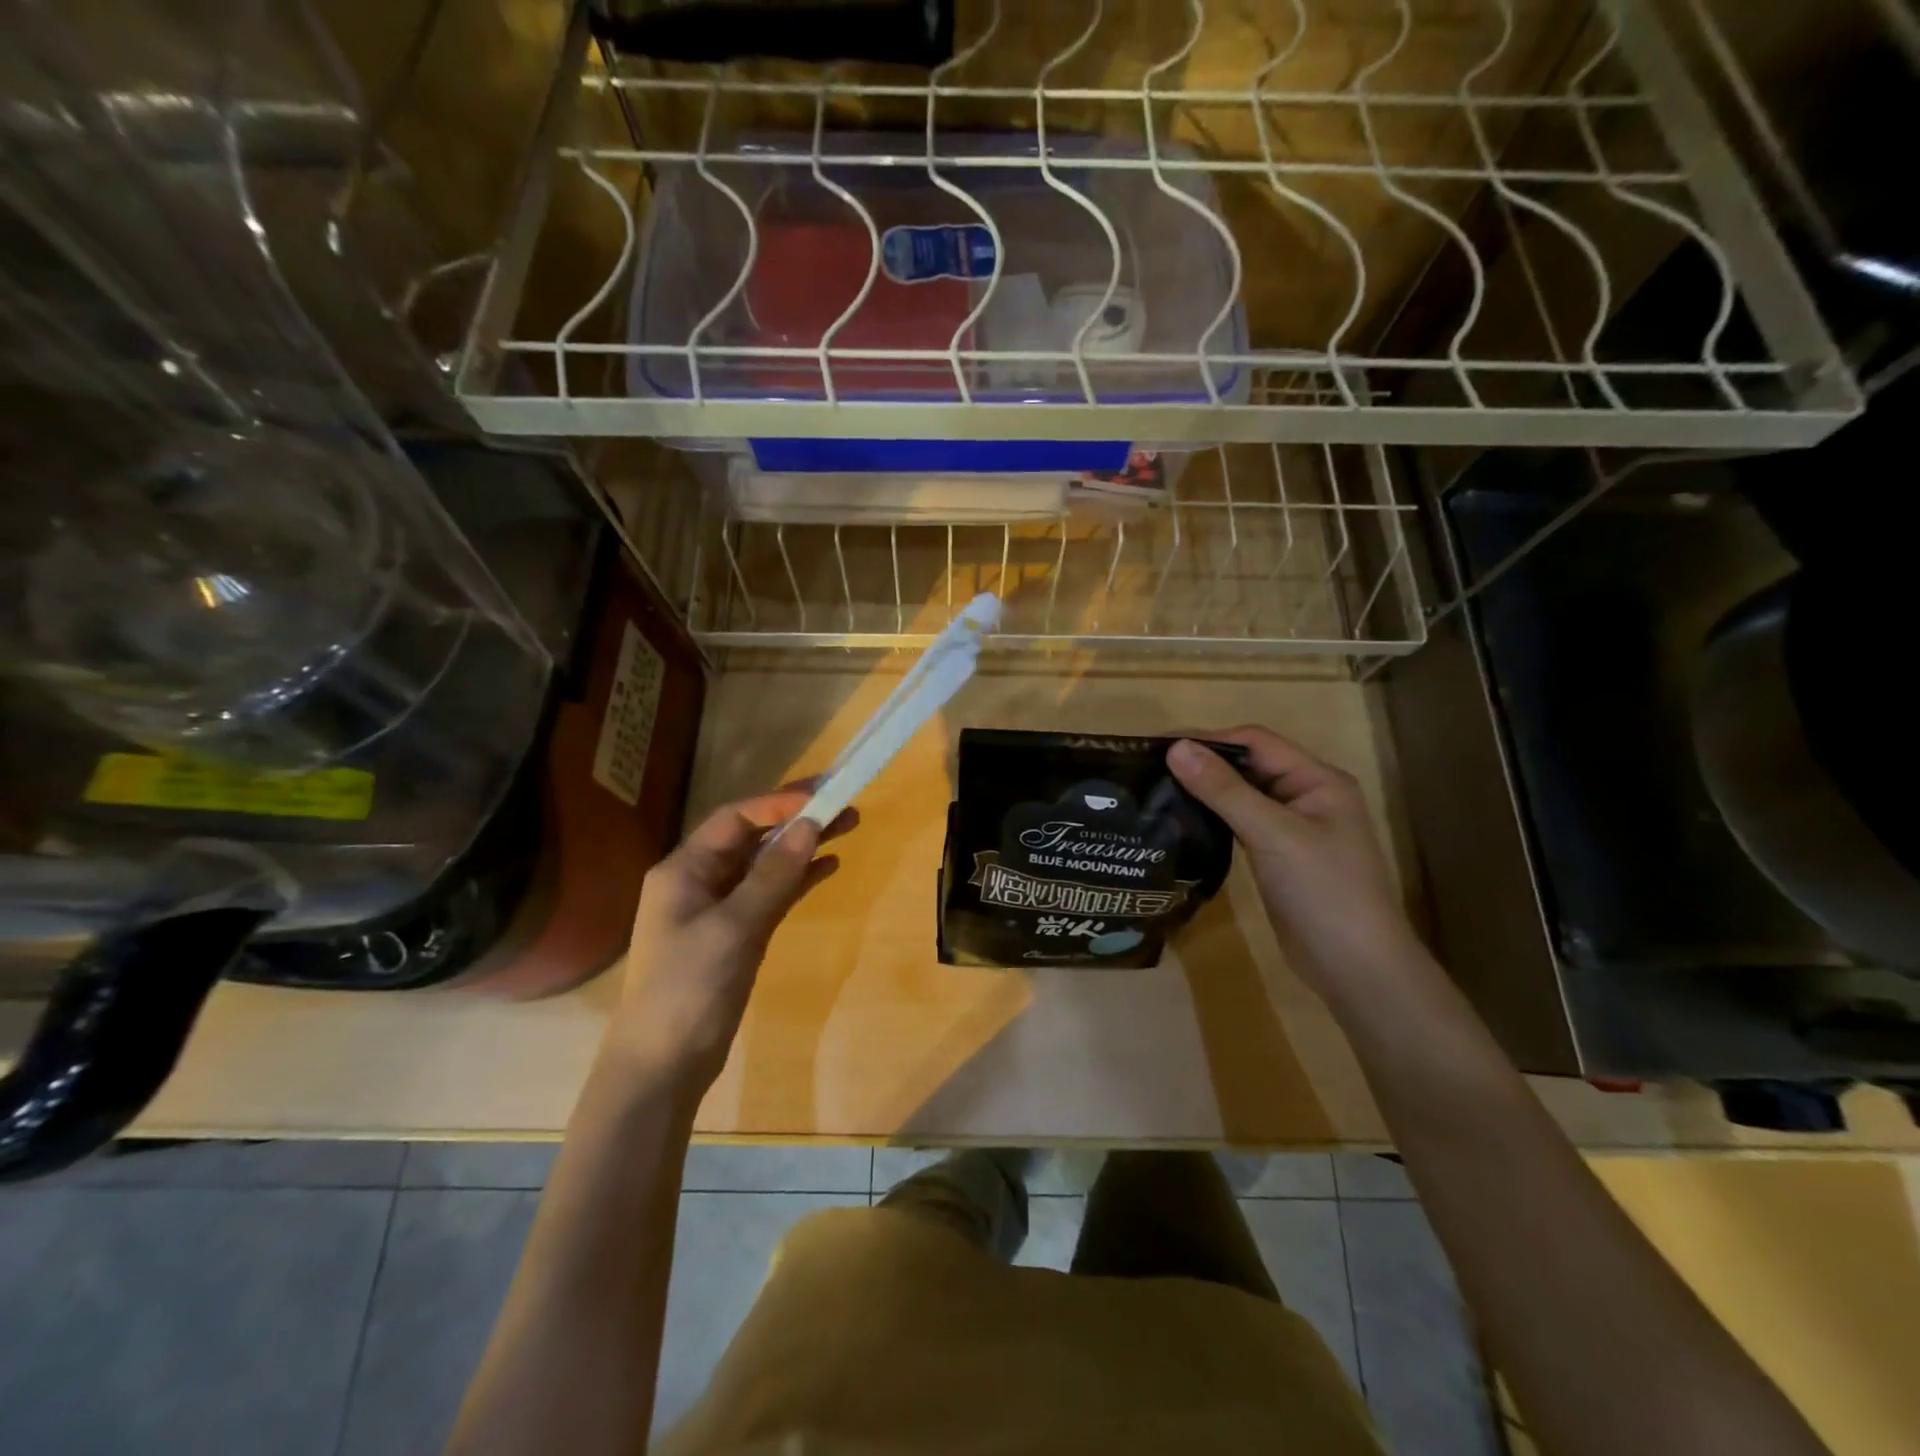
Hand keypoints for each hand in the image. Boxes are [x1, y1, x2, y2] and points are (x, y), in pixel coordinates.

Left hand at [607, 788, 852, 1093]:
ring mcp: (719, 908)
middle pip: (753, 837)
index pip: (734, 819)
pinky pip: (771, 893)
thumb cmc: (688, 988)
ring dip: (803, 846)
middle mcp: (699, 880)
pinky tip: (829, 867)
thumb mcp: (733, 928)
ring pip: (766, 864)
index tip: (821, 796)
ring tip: (848, 827)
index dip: (777, 804)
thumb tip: (809, 825)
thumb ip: (772, 876)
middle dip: (797, 819)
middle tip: (844, 803)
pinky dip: (798, 879)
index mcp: (684, 869)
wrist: (663, 1066)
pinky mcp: (737, 934)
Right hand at [1168, 727, 1421, 995]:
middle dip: (1204, 763)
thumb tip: (1175, 747)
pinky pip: (1241, 824)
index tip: (1158, 747)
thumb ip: (1223, 790)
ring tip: (1158, 791)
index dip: (1209, 739)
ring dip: (1206, 791)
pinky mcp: (1278, 856)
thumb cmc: (1323, 891)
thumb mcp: (1272, 834)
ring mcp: (1293, 829)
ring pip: (1243, 795)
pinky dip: (1214, 818)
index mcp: (1318, 780)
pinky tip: (1183, 822)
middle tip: (1150, 770)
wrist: (1355, 968)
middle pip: (1249, 766)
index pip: (1256, 742)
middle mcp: (1307, 796)